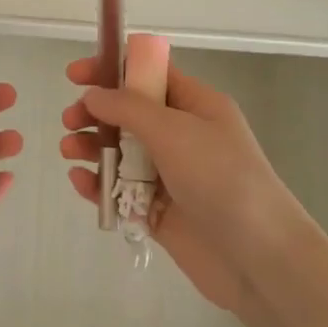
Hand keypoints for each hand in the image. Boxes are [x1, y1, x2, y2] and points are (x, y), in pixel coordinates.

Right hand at [60, 46, 299, 311]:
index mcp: (195, 106)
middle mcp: (182, 136)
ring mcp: (170, 175)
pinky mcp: (158, 212)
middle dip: (96, 112)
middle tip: (70, 119)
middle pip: (128, 114)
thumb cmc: (220, 178)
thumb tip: (93, 94)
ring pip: (120, 153)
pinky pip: (121, 191)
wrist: (257, 257)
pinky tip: (80, 182)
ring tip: (69, 151)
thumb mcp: (173, 130)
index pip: (148, 74)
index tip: (75, 75)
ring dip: (92, 147)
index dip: (111, 69)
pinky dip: (99, 184)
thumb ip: (127, 108)